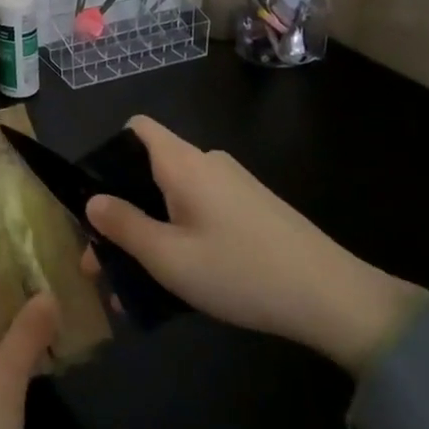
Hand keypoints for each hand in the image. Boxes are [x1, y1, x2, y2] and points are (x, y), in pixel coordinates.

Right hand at [83, 116, 422, 374]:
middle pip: (150, 169)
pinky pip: (201, 212)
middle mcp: (207, 164)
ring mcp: (234, 186)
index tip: (95, 195)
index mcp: (183, 163)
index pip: (136, 128)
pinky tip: (179, 281)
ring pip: (174, 197)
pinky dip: (180, 236)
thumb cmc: (241, 271)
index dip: (107, 152)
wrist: (336, 299)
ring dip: (149, 231)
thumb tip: (92, 201)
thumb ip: (123, 226)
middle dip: (122, 209)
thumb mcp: (168, 257)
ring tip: (136, 282)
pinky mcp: (253, 210)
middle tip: (103, 260)